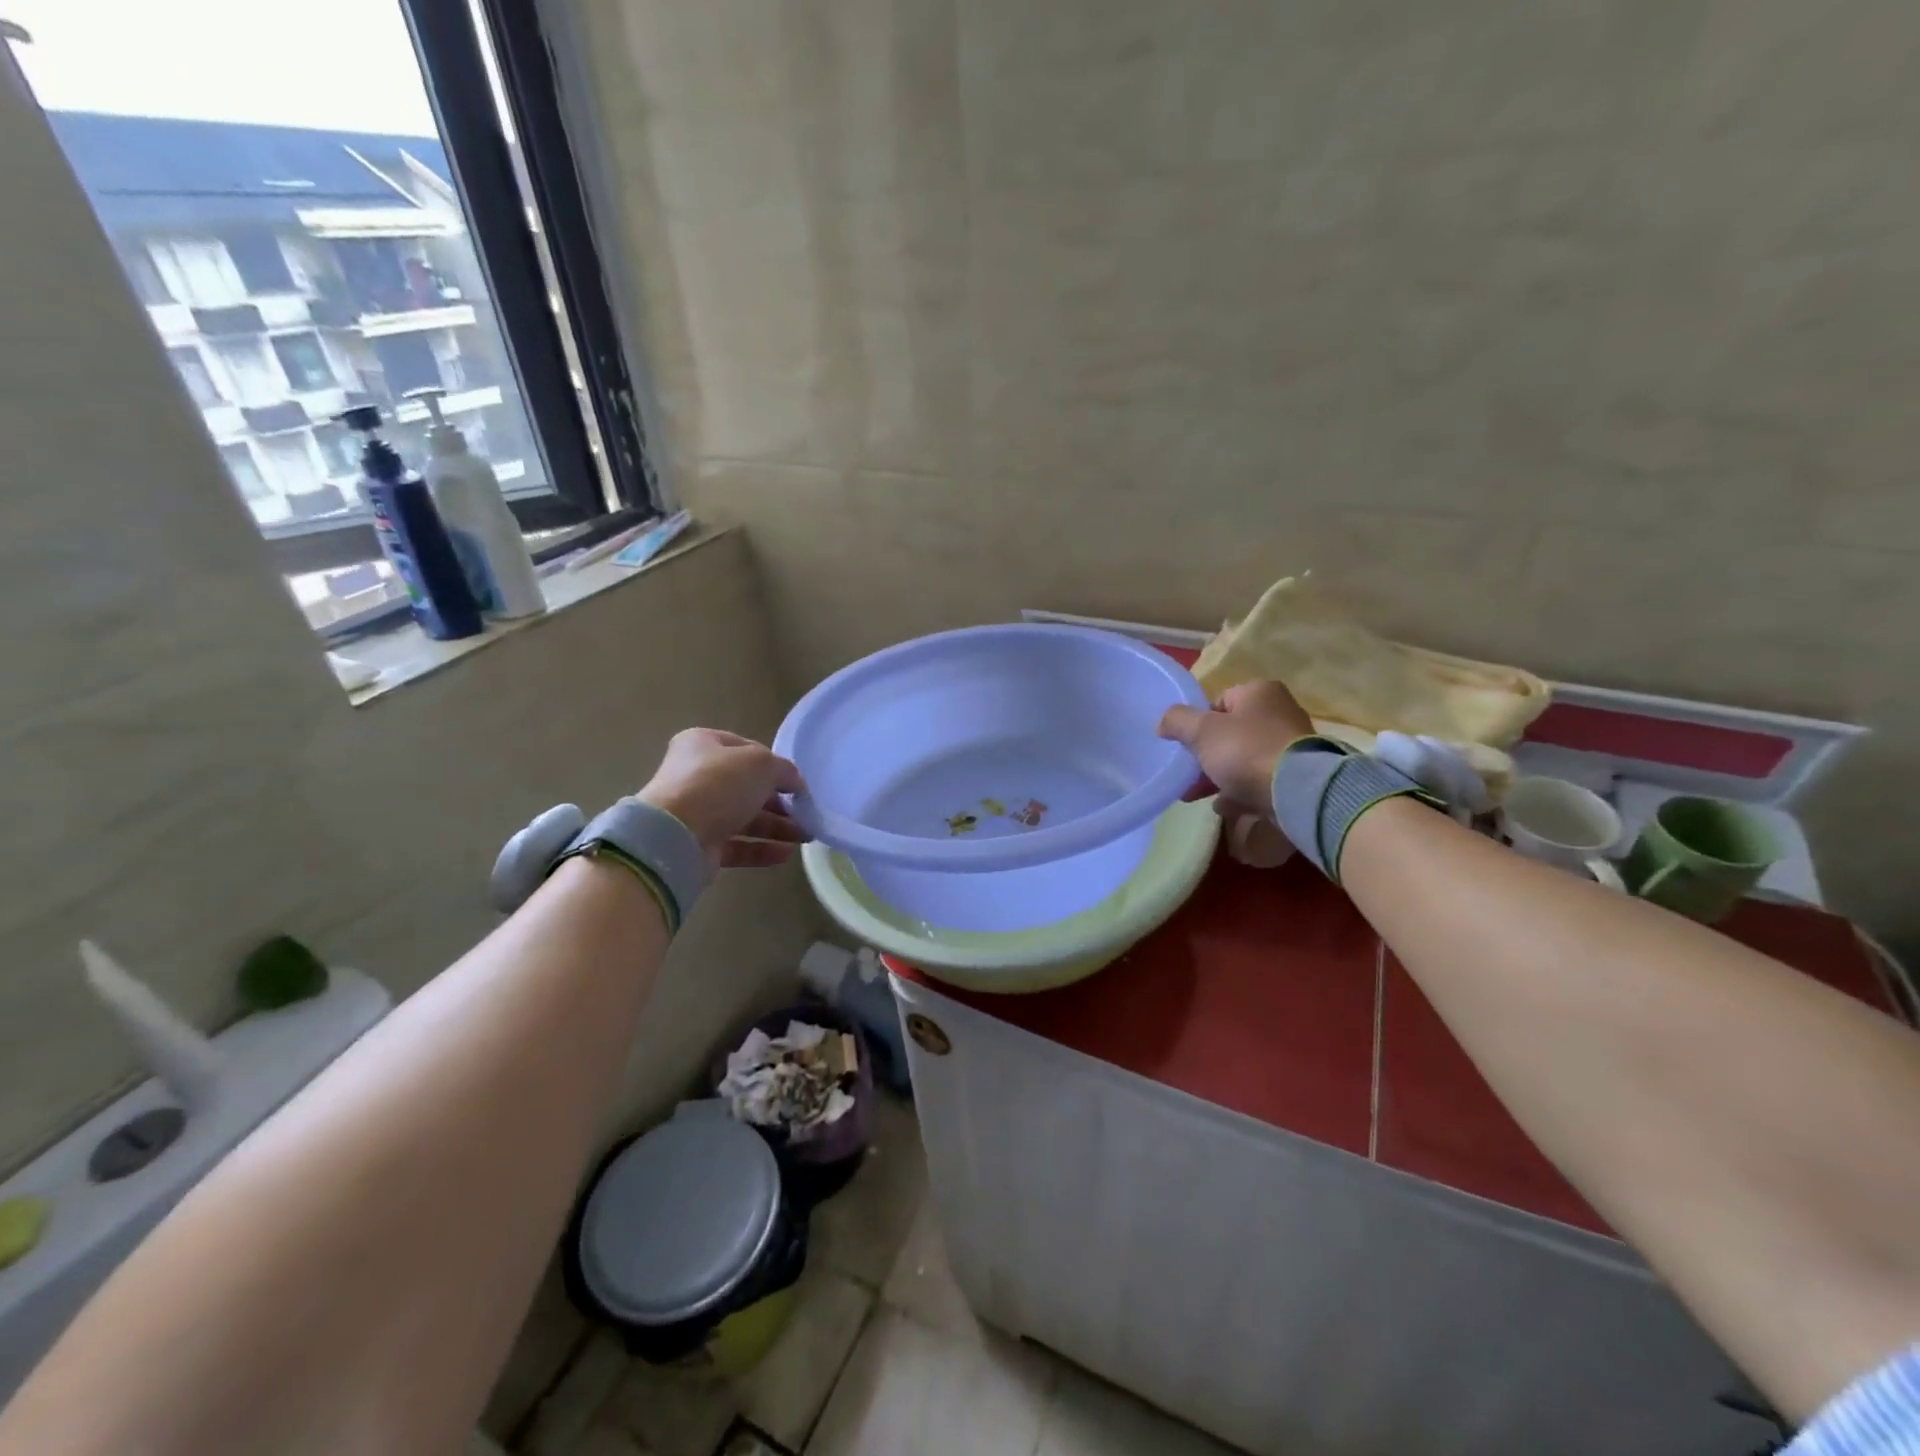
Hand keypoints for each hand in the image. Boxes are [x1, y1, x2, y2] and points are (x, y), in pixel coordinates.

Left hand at [638, 729, 809, 868]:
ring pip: (744, 818)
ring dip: (777, 827)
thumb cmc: (719, 784)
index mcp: (703, 744)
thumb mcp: (762, 764)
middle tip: (806, 813)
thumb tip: (796, 784)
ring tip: (806, 836)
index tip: (796, 782)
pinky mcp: (699, 846)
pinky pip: (737, 845)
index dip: (774, 764)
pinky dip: (762, 848)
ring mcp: (696, 813)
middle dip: (780, 802)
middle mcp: (696, 776)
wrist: (676, 835)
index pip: (747, 750)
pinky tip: (787, 854)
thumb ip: (785, 770)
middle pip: (747, 788)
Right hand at [1157, 680, 1315, 815]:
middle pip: (1231, 733)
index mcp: (1260, 692)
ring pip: (1244, 759)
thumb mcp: (1201, 731)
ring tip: (1199, 795)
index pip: (1219, 702)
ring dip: (1220, 776)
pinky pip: (1260, 781)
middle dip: (1207, 755)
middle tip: (1189, 774)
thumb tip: (1163, 723)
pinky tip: (1225, 807)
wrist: (1296, 792)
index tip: (1187, 746)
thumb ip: (1177, 721)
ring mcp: (1291, 746)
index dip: (1199, 724)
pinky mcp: (1297, 776)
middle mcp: (1280, 712)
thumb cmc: (1245, 751)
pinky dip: (1241, 792)